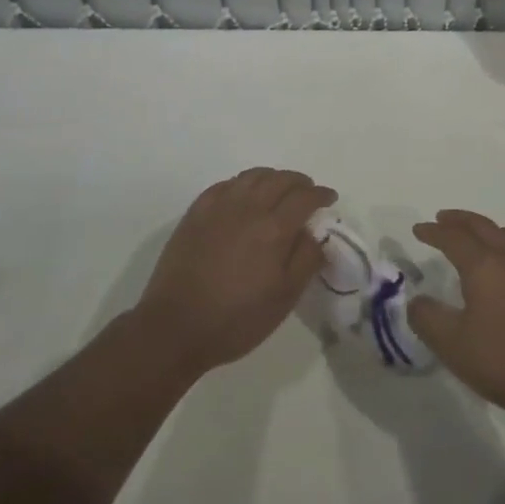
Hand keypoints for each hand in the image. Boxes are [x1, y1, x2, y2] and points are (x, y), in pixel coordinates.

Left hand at [134, 168, 334, 376]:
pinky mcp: (196, 213)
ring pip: (252, 176)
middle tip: (307, 191)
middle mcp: (248, 207)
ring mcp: (219, 207)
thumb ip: (306, 260)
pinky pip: (224, 185)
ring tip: (278, 189)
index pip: (305, 197)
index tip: (330, 198)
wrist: (175, 327)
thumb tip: (315, 234)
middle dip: (299, 181)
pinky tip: (243, 195)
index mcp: (274, 228)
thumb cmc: (236, 319)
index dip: (321, 194)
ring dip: (272, 177)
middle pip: (280, 179)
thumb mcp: (284, 298)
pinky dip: (242, 183)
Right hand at [407, 209, 504, 424]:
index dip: (433, 231)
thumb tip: (417, 300)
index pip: (453, 237)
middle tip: (443, 219)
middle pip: (483, 226)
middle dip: (460, 220)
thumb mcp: (455, 347)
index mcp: (485, 266)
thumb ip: (429, 320)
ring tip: (477, 237)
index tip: (419, 229)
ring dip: (487, 229)